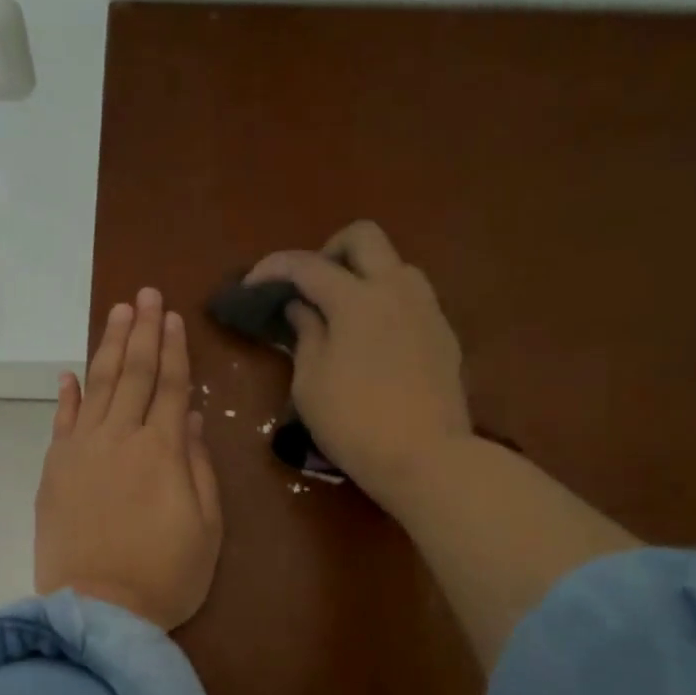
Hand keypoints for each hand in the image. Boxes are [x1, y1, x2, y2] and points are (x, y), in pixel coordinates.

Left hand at [35, 287, 222, 630]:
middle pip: (134, 374)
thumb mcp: (206, 527)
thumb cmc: (166, 575)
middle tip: (145, 294)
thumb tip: (193, 420)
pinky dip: (67, 394)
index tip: (173, 316)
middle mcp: (121, 438)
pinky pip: (62, 421)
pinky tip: (71, 372)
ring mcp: (82, 451)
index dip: (174, 350)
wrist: (98, 610)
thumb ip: (199, 468)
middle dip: (142, 332)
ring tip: (119, 314)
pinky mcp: (54, 470)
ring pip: (99, 386)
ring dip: (109, 347)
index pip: (171, 386)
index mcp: (163, 450)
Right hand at [246, 221, 469, 511]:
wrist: (426, 457)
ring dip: (365, 275)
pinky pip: (412, 299)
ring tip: (344, 313)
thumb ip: (306, 335)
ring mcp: (427, 309)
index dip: (273, 268)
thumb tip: (302, 308)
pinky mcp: (444, 334)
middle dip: (329, 251)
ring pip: (396, 264)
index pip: (307, 265)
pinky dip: (387, 303)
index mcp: (356, 299)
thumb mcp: (310, 384)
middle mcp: (396, 290)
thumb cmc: (354, 424)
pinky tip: (374, 341)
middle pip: (364, 237)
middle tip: (310, 287)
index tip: (251, 285)